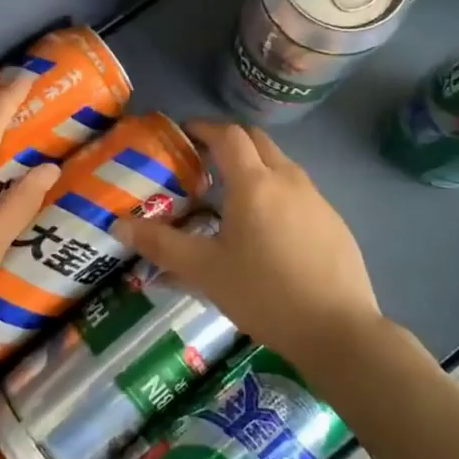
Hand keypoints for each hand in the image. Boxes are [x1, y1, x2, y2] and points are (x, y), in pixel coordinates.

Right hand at [113, 121, 383, 367]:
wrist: (339, 330)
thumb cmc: (264, 294)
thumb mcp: (205, 271)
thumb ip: (161, 245)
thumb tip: (119, 225)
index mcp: (254, 183)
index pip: (228, 135)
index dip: (204, 128)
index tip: (184, 133)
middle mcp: (288, 180)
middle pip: (257, 141)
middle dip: (229, 141)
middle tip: (204, 161)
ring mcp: (317, 200)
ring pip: (281, 165)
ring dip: (255, 166)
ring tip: (232, 196)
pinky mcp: (335, 222)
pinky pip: (299, 191)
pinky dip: (276, 192)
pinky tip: (268, 230)